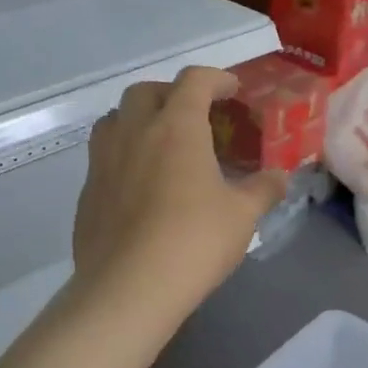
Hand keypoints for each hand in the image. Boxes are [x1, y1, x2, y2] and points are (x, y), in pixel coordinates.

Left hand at [74, 67, 287, 317]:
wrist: (128, 288)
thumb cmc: (193, 242)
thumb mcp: (242, 216)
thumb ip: (263, 189)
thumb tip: (281, 177)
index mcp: (176, 127)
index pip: (194, 81)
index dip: (216, 79)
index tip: (232, 90)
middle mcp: (134, 132)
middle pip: (146, 91)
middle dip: (172, 94)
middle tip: (195, 116)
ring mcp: (103, 161)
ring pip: (116, 120)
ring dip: (139, 119)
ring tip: (162, 144)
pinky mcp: (87, 192)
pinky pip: (103, 157)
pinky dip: (124, 156)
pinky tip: (140, 187)